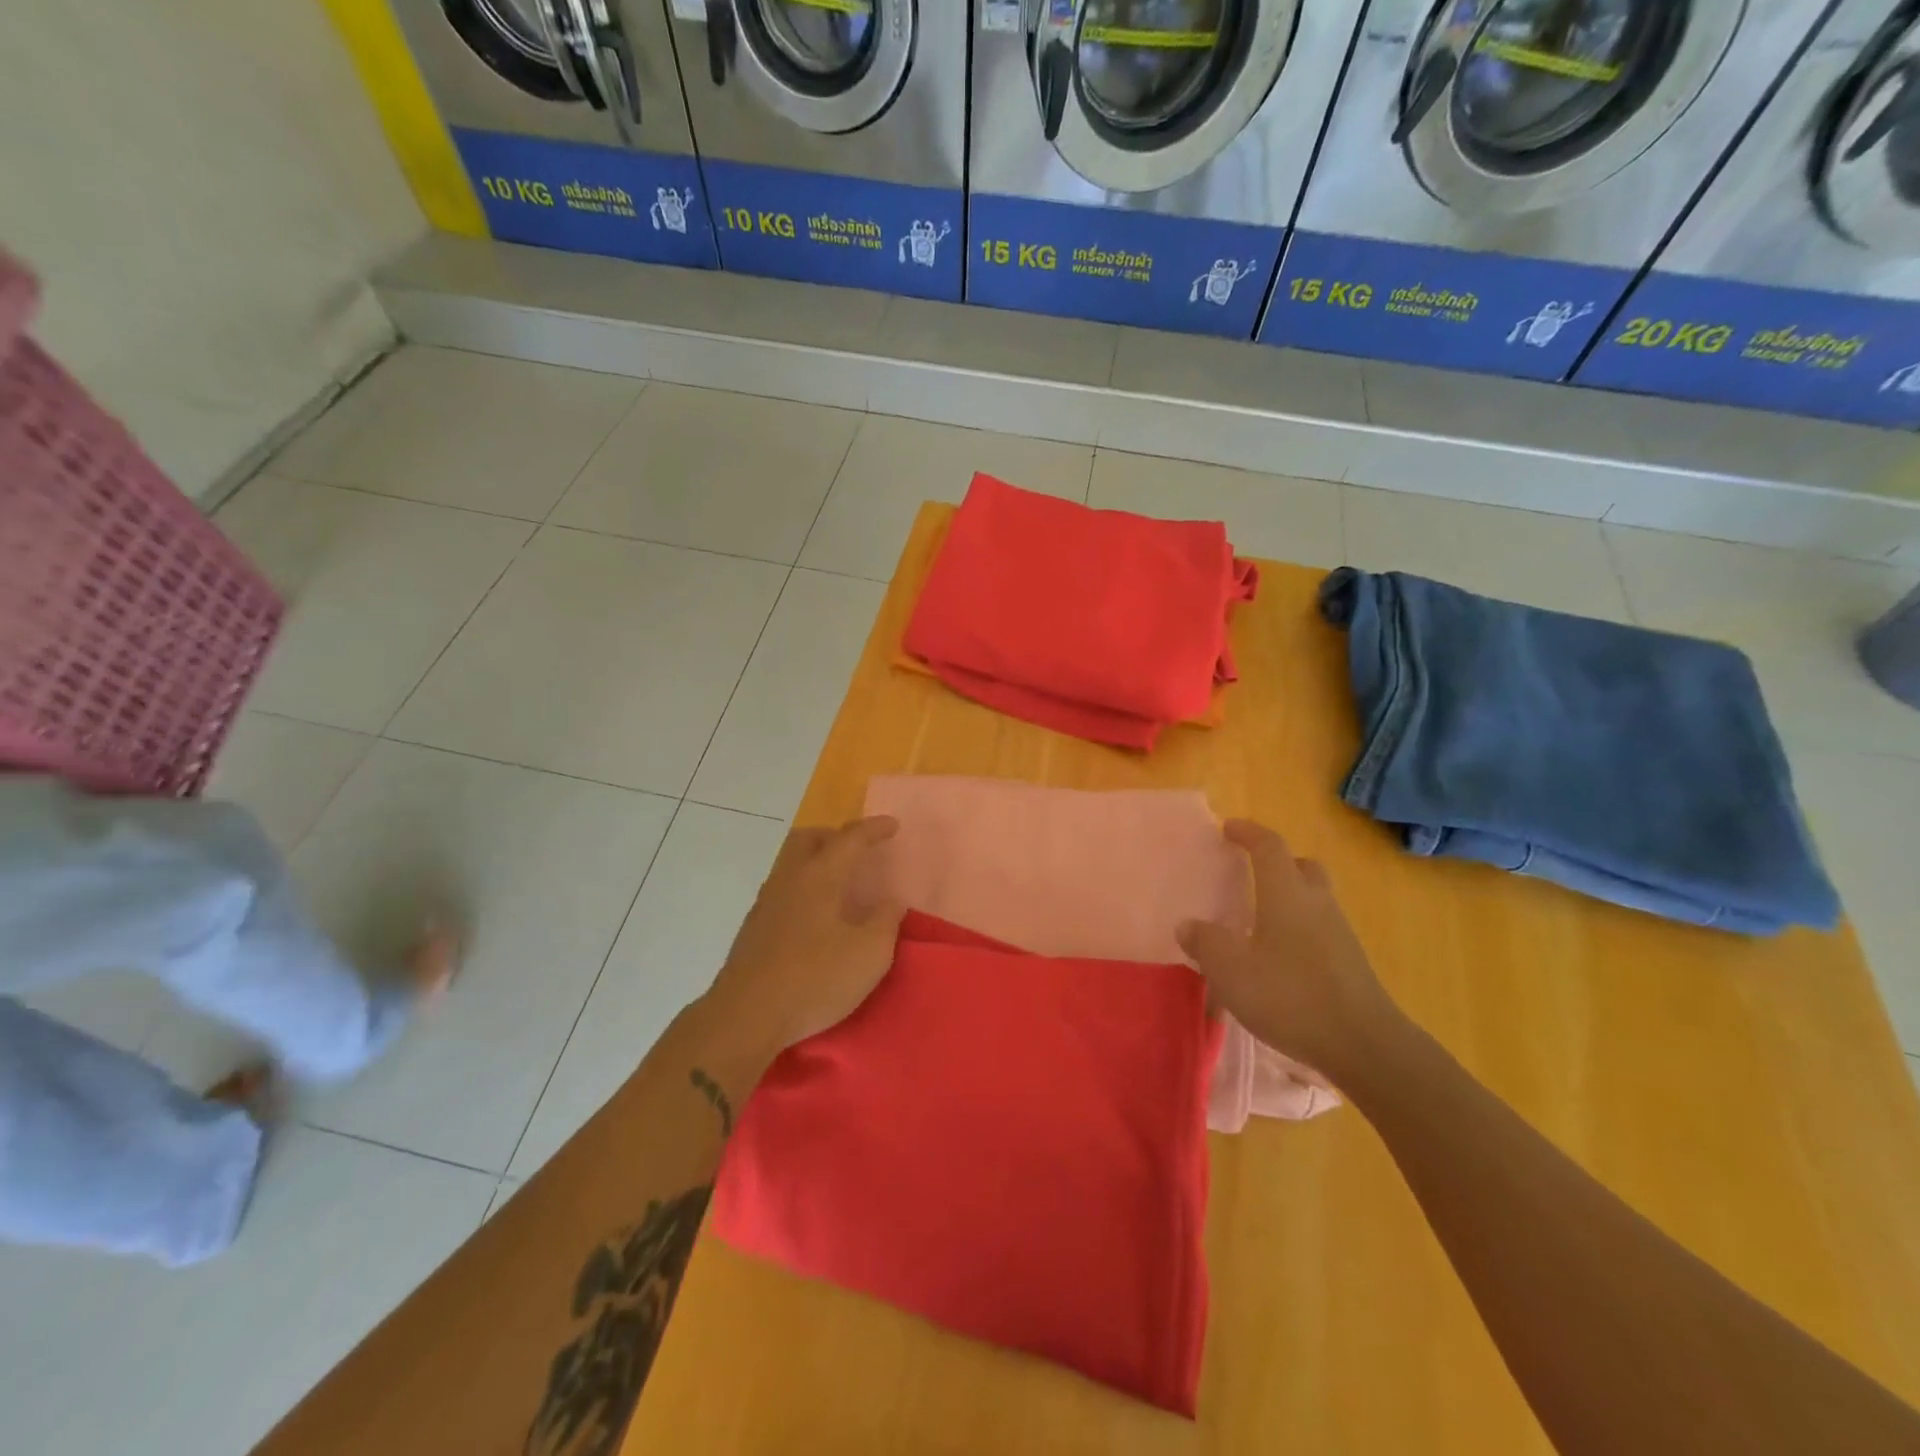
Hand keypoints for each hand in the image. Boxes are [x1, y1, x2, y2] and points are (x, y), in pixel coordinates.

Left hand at [705, 817, 905, 1055]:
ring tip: (840, 883)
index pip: (850, 838)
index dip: (874, 829)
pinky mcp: (754, 928)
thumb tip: (891, 901)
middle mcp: (790, 879)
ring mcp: (766, 902)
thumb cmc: (815, 979)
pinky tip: (816, 915)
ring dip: (816, 861)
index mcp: (820, 876)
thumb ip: (886, 921)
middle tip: (858, 850)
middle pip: (808, 838)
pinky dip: (804, 886)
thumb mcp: (870, 954)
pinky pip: (783, 888)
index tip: (893, 825)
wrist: (746, 1016)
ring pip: (791, 862)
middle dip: (835, 835)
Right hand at [1177, 820, 1403, 1083]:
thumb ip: (1205, 942)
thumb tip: (1188, 925)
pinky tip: (1279, 955)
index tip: (1228, 828)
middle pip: (1301, 866)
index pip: (1269, 846)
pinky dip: (1298, 926)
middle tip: (1251, 871)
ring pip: (1314, 897)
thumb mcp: (1231, 970)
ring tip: (1259, 917)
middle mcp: (1316, 903)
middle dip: (1276, 861)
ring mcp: (1339, 932)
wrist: (1363, 1044)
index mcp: (1286, 893)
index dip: (1248, 832)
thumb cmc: (1290, 995)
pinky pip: (1320, 926)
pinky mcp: (1349, 961)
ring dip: (1289, 895)